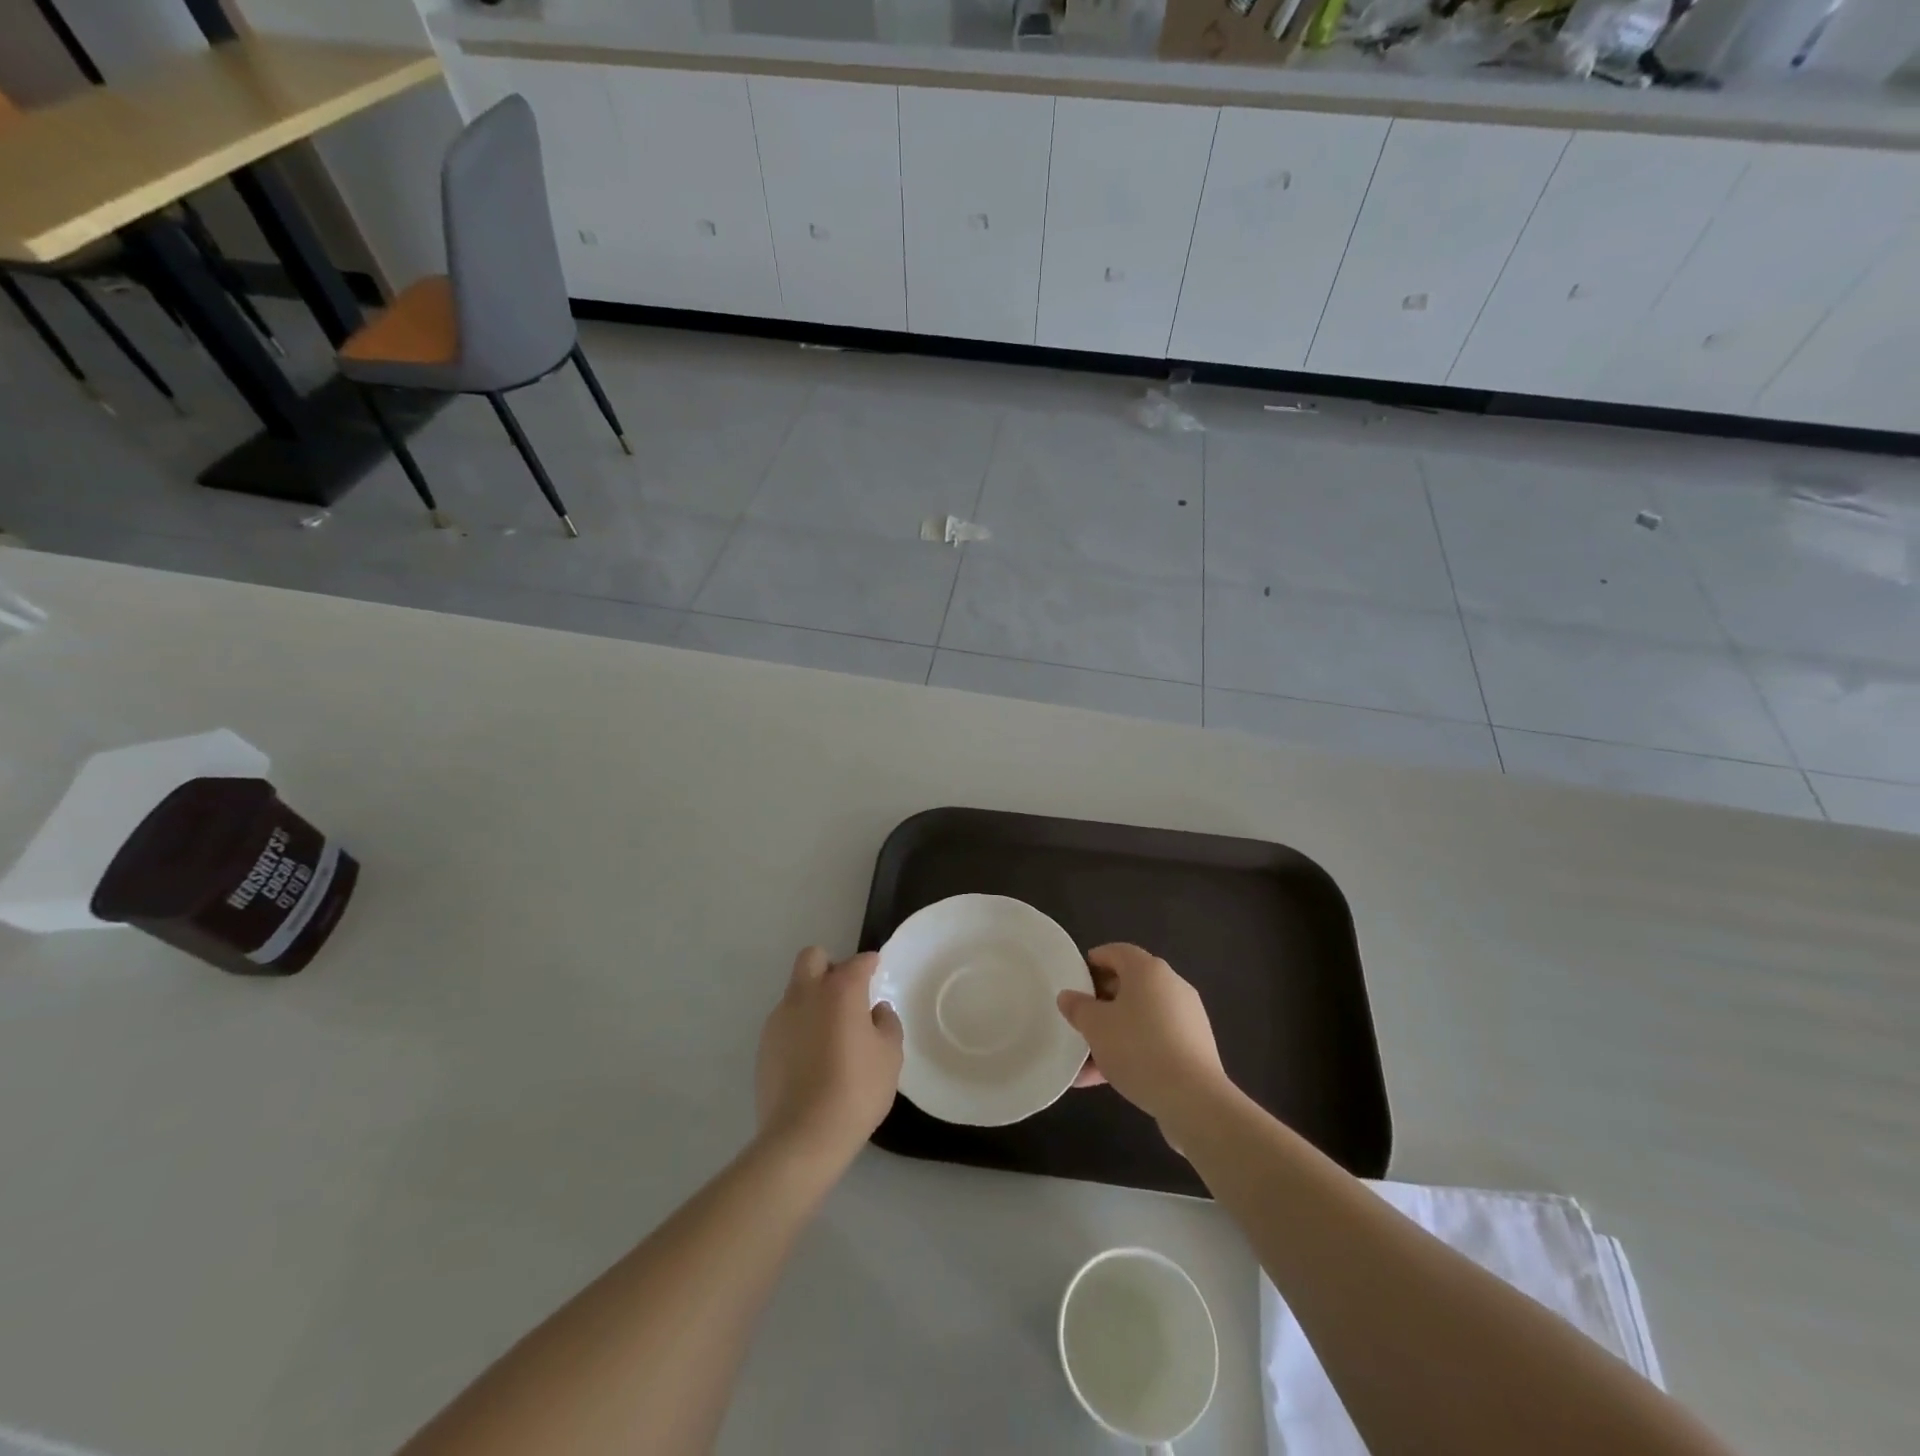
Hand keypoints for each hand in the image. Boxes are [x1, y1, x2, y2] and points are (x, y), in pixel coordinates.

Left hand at [755, 947, 903, 1167]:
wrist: (803, 1135)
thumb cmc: (856, 1089)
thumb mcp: (889, 1056)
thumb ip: (887, 1023)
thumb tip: (876, 1011)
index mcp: (840, 990)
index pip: (858, 962)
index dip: (870, 964)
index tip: (876, 972)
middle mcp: (806, 994)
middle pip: (812, 958)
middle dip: (829, 966)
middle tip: (846, 993)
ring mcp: (779, 1019)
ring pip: (796, 990)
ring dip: (813, 999)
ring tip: (830, 1033)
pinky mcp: (764, 1045)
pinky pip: (785, 1022)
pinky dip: (800, 1027)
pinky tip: (812, 1058)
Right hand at [1058, 944, 1229, 1128]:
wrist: (1194, 1099)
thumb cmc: (1138, 1049)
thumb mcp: (1095, 1027)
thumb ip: (1078, 1007)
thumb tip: (1068, 996)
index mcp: (1148, 970)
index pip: (1116, 951)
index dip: (1093, 962)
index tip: (1074, 980)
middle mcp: (1171, 985)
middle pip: (1129, 984)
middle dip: (1101, 1002)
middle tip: (1079, 1019)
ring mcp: (1186, 1017)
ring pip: (1140, 1017)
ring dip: (1113, 1033)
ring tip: (1086, 1060)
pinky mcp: (1194, 1047)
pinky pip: (1155, 1040)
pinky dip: (1132, 1051)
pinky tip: (1107, 1078)